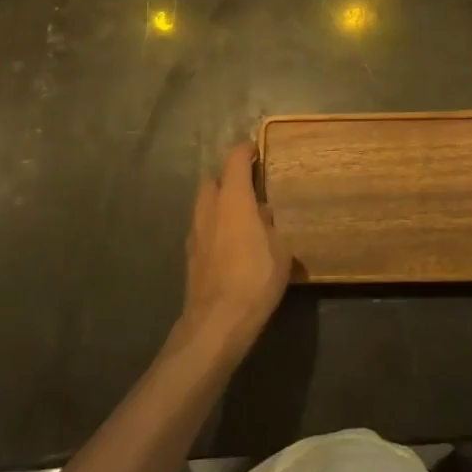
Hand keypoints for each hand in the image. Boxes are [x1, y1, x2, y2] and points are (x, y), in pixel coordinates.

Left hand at [179, 142, 291, 361]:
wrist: (217, 322)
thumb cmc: (255, 278)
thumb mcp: (281, 249)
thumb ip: (271, 225)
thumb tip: (262, 215)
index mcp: (233, 198)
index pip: (235, 159)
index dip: (246, 150)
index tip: (257, 149)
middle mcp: (209, 208)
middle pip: (213, 179)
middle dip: (228, 178)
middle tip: (249, 187)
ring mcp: (195, 232)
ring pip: (204, 204)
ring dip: (219, 203)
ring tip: (242, 218)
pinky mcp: (190, 255)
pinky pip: (203, 228)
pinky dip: (215, 226)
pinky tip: (231, 244)